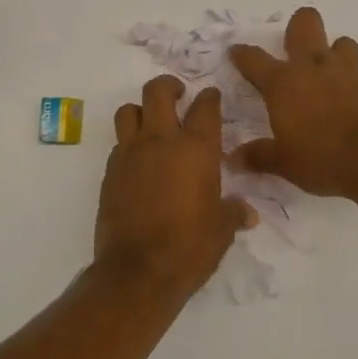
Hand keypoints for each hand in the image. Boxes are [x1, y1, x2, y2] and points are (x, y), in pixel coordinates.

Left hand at [96, 75, 254, 301]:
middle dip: (169, 86)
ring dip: (140, 110)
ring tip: (152, 123)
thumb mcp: (222, 230)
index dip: (210, 98)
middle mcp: (161, 141)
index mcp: (196, 148)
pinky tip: (139, 161)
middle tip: (178, 94)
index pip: (205, 107)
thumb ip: (234, 213)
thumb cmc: (189, 247)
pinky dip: (129, 143)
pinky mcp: (110, 172)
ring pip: (128, 111)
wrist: (138, 271)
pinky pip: (118, 143)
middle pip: (157, 92)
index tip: (212, 97)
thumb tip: (247, 213)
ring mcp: (131, 154)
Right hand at [228, 8, 357, 198]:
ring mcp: (348, 72)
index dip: (242, 54)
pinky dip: (354, 82)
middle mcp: (314, 68)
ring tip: (330, 72)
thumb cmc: (324, 159)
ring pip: (340, 42)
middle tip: (294, 43)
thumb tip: (233, 158)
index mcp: (284, 84)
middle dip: (298, 26)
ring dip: (334, 51)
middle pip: (304, 25)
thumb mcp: (285, 163)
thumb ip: (259, 156)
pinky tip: (354, 102)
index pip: (254, 60)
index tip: (236, 51)